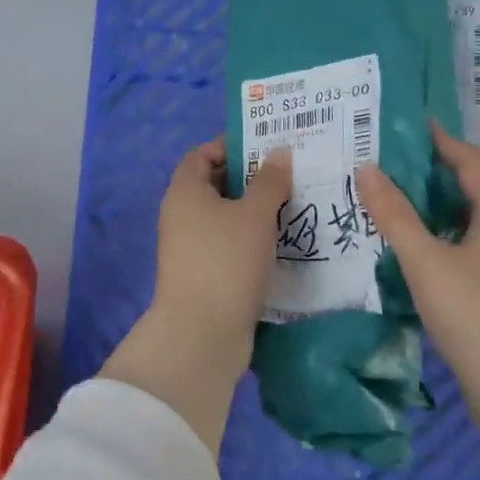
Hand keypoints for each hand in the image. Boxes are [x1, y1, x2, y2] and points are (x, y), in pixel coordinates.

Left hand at [103, 139, 291, 449]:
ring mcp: (191, 249)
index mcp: (185, 192)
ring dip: (257, 211)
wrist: (202, 333)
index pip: (203, 154)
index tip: (268, 146)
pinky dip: (254, 240)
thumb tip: (279, 153)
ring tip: (297, 205)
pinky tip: (285, 242)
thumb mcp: (254, 214)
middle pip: (216, 185)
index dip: (232, 146)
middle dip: (252, 178)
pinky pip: (231, 246)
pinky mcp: (205, 275)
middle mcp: (182, 216)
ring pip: (227, 218)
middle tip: (292, 175)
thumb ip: (269, 181)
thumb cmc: (226, 261)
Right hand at [357, 121, 479, 400]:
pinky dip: (458, 233)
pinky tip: (436, 250)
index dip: (445, 142)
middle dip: (454, 168)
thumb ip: (395, 215)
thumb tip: (367, 168)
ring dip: (456, 202)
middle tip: (415, 159)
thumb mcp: (426, 260)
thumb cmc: (473, 314)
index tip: (418, 124)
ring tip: (420, 198)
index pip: (473, 163)